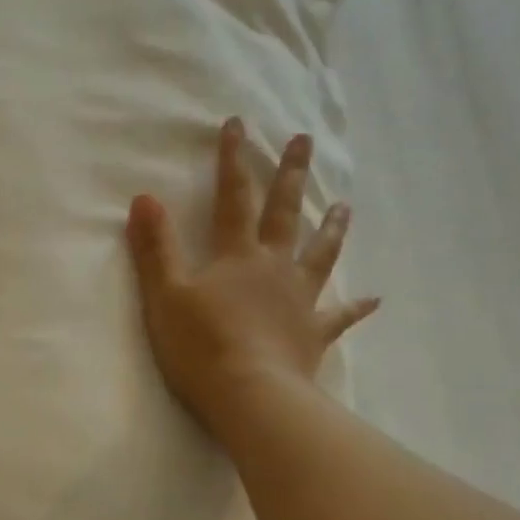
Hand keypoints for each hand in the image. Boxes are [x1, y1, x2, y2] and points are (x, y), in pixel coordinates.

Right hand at [125, 116, 377, 434]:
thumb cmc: (200, 345)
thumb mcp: (165, 294)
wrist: (249, 395)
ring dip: (331, 229)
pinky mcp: (313, 334)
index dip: (232, 160)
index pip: (233, 197)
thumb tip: (144, 197)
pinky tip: (375, 298)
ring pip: (320, 255)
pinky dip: (357, 307)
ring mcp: (299, 300)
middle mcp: (274, 268)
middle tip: (304, 141)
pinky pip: (340, 316)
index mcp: (237, 256)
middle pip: (284, 214)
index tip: (237, 124)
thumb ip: (156, 247)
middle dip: (291, 175)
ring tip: (344, 206)